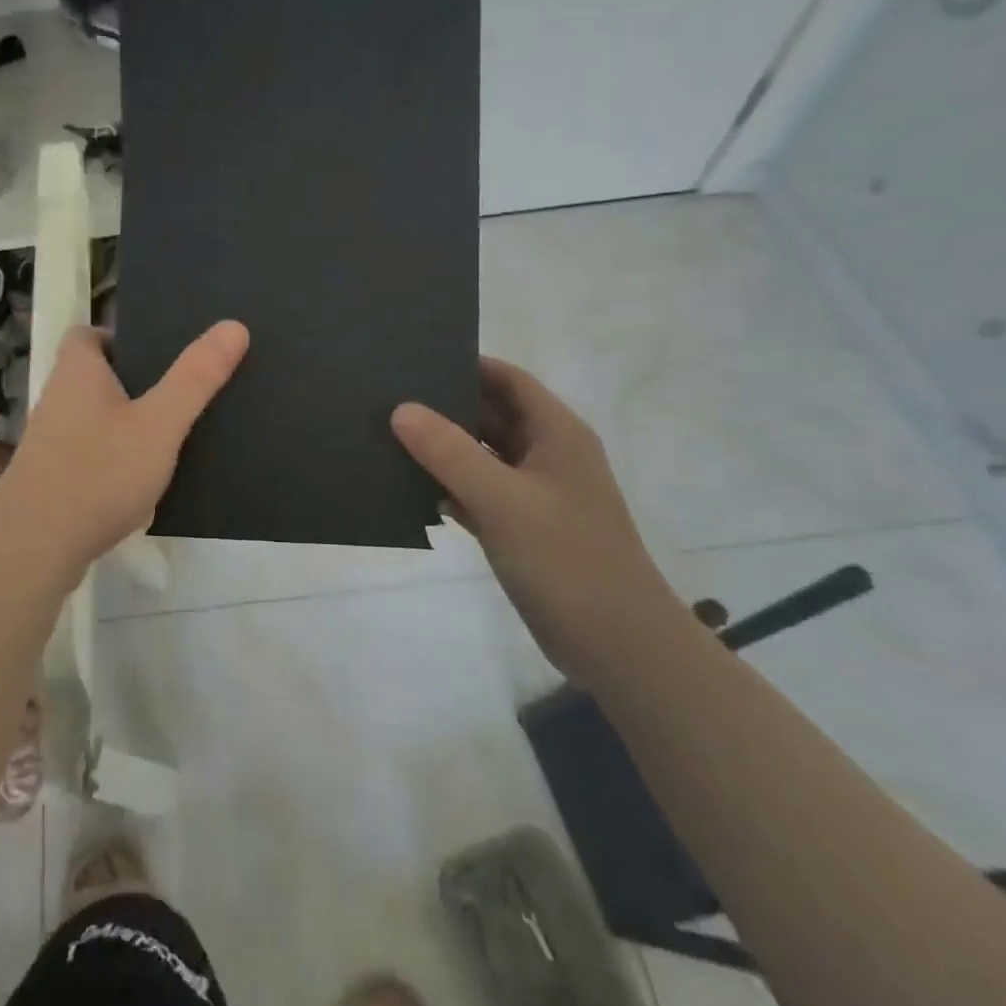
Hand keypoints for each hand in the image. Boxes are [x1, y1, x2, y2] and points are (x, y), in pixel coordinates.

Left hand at [1, 321, 248, 567]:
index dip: (119, 337)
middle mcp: (57, 400)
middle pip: (96, 377)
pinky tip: (146, 483)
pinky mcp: (52, 480)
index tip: (158, 353)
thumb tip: (233, 325)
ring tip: (173, 437)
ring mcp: (50, 443)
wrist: (33, 548)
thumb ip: (195, 377)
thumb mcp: (159, 423)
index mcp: (77, 372)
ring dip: (127, 425)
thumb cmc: (98, 472)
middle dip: (134, 383)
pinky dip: (116, 461)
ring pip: (95, 420)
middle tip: (179, 393)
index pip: (87, 334)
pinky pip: (91, 456)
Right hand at [391, 358, 684, 685]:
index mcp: (556, 434)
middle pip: (491, 416)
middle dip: (446, 407)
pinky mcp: (521, 528)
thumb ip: (449, 452)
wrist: (617, 646)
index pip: (509, 380)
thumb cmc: (567, 560)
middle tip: (389, 398)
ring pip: (481, 457)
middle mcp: (546, 456)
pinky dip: (449, 489)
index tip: (416, 360)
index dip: (468, 364)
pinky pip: (478, 494)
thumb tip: (400, 409)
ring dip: (443, 450)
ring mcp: (534, 494)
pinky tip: (410, 490)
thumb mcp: (503, 500)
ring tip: (387, 438)